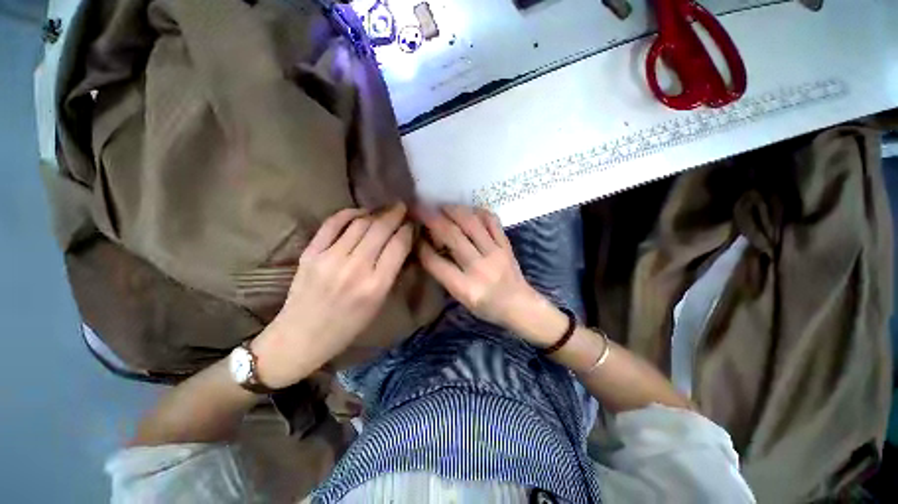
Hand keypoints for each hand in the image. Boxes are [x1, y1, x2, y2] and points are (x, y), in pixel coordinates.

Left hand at [251, 204, 412, 388]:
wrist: (301, 337)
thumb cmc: (348, 326)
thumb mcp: (379, 304)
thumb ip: (391, 272)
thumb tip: (400, 244)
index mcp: (376, 286)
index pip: (398, 246)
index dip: (408, 230)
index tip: (412, 224)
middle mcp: (355, 268)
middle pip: (380, 230)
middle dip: (395, 214)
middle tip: (402, 207)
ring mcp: (329, 258)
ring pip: (359, 223)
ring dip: (376, 212)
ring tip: (385, 209)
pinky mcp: (310, 253)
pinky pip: (332, 224)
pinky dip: (349, 213)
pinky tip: (360, 212)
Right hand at [417, 205, 543, 329]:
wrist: (520, 305)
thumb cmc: (487, 306)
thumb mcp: (461, 299)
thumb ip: (445, 275)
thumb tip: (430, 248)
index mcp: (465, 288)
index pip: (436, 263)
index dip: (421, 246)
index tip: (414, 234)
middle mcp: (479, 268)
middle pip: (452, 236)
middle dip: (432, 219)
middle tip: (421, 209)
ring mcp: (495, 253)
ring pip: (471, 223)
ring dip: (453, 211)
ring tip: (443, 207)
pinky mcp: (506, 244)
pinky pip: (492, 221)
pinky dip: (478, 211)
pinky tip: (468, 211)